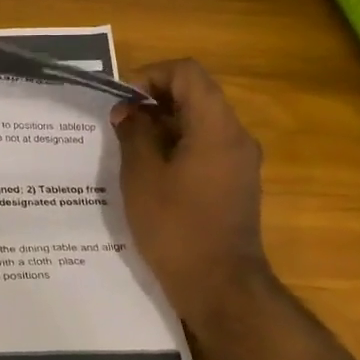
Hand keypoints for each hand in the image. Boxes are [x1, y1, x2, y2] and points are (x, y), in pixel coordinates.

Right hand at [111, 59, 271, 322]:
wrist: (219, 286)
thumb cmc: (176, 227)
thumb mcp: (142, 177)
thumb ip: (134, 134)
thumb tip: (128, 112)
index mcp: (216, 128)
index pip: (188, 73)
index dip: (151, 75)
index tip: (123, 101)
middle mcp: (236, 137)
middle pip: (196, 95)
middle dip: (154, 100)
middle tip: (120, 124)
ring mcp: (240, 161)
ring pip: (200, 121)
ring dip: (164, 124)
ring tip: (129, 147)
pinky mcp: (236, 182)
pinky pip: (206, 146)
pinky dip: (178, 145)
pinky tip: (150, 170)